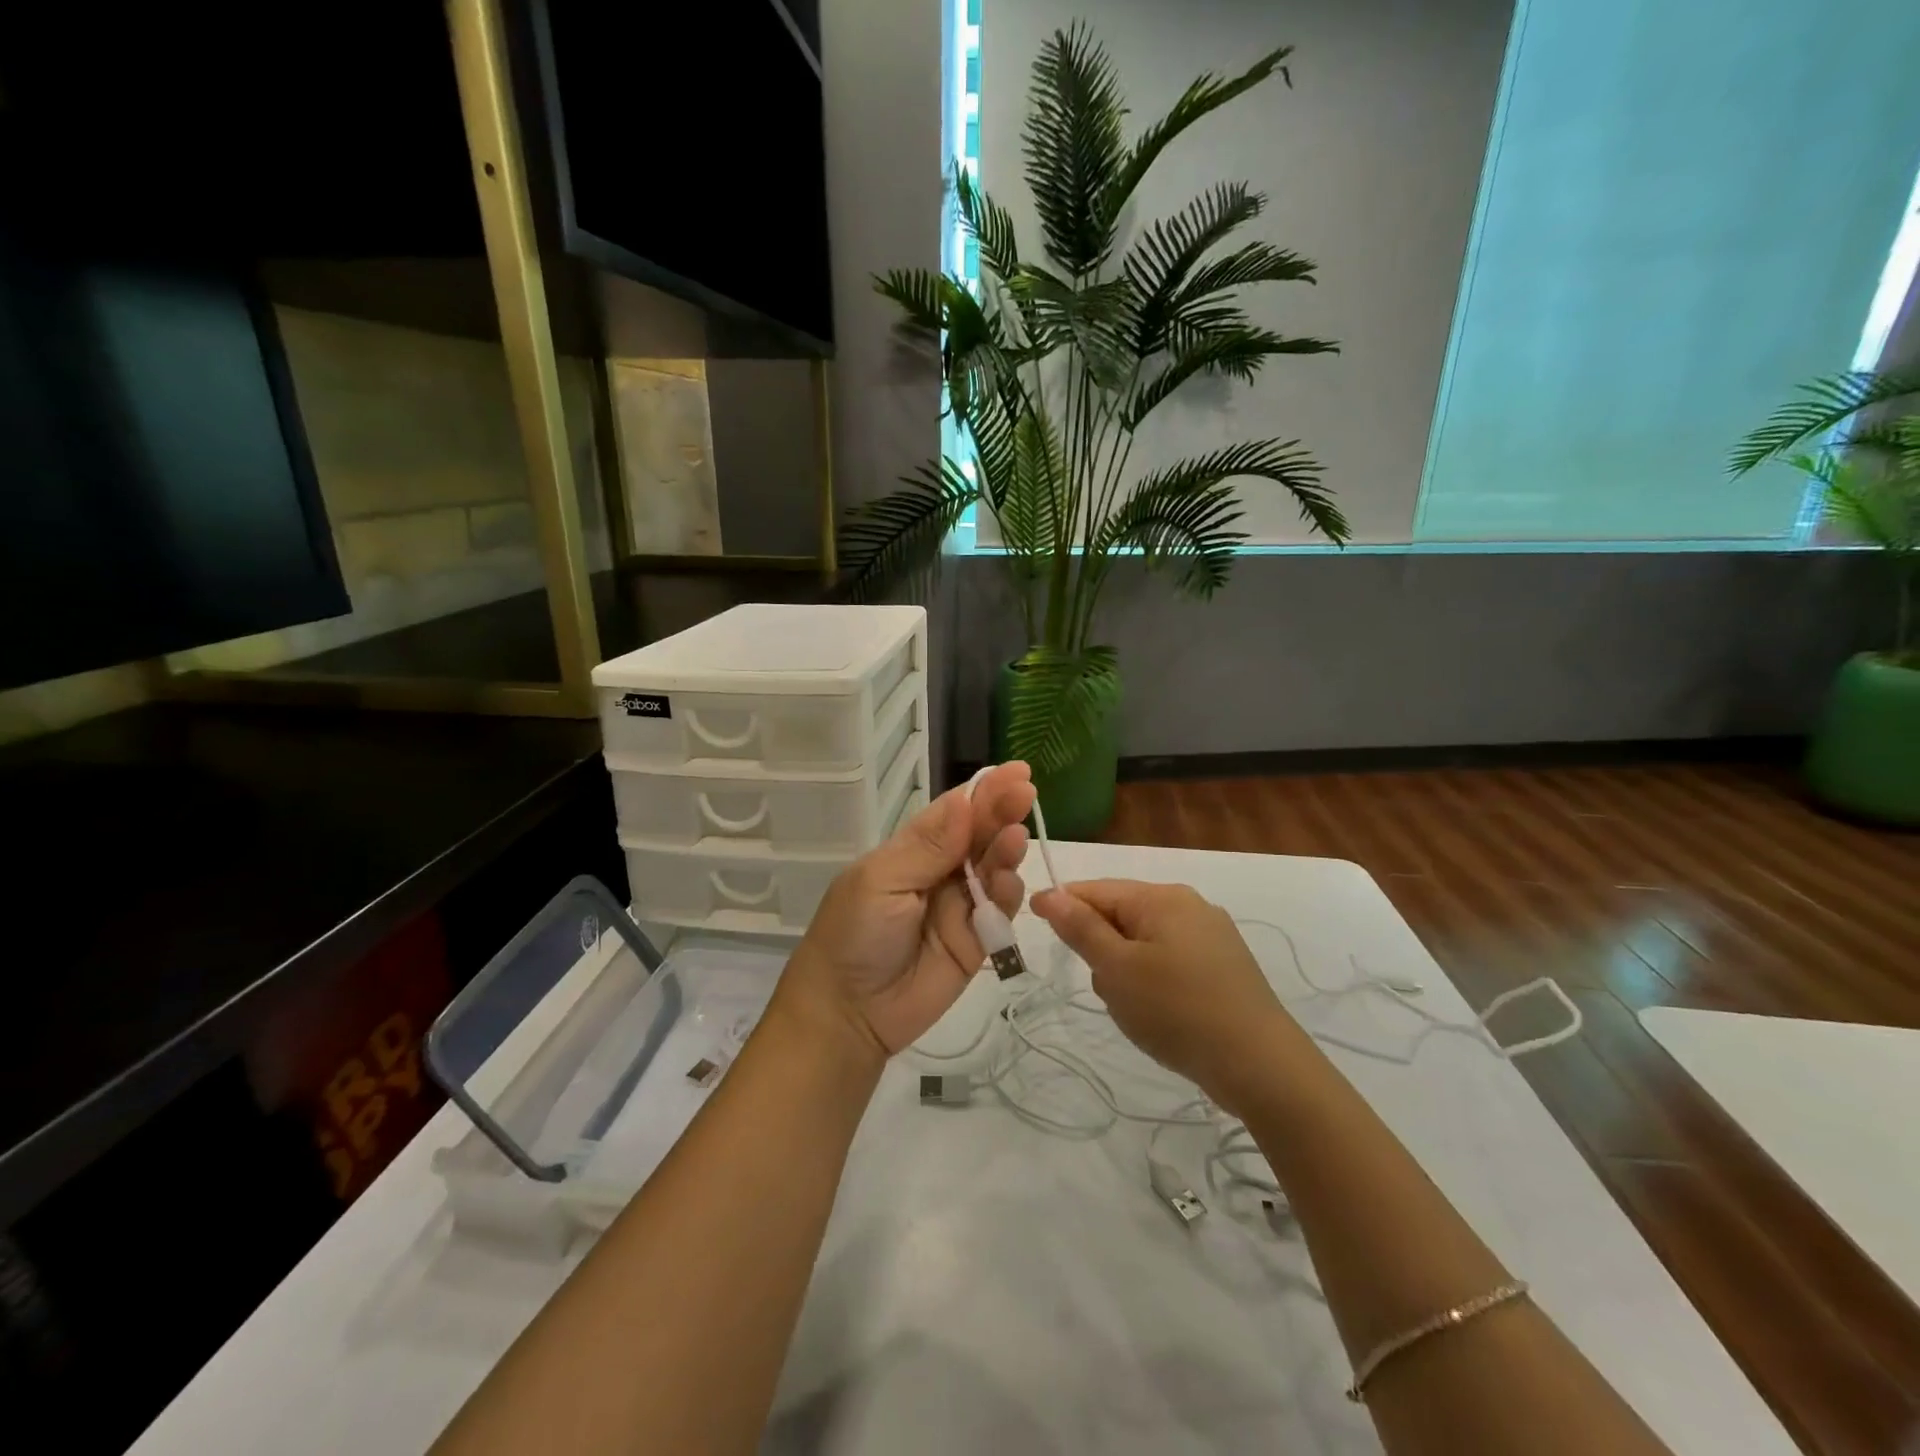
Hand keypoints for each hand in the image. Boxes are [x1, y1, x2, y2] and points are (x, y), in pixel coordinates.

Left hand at [778, 764, 1035, 1059]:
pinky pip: (1001, 911)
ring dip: (1007, 850)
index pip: (954, 812)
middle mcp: (940, 872)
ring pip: (995, 869)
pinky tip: (1010, 881)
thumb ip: (928, 845)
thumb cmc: (853, 935)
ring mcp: (960, 906)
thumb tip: (965, 800)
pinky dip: (1009, 894)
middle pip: (980, 835)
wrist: (848, 1014)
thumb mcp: (881, 881)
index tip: (1017, 771)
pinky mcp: (977, 941)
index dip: (983, 791)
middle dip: (1002, 812)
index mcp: (912, 850)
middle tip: (1026, 793)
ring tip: (1015, 837)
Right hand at [1031, 879, 1304, 1109]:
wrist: (1262, 1066)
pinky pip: (1171, 962)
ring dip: (1127, 971)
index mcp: (1162, 898)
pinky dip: (1155, 983)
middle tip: (1107, 990)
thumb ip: (1081, 928)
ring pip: (1144, 943)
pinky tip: (1164, 1016)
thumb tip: (1050, 893)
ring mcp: (1212, 936)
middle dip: (1102, 948)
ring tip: (1139, 1012)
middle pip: (1121, 915)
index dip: (1062, 905)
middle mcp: (1189, 906)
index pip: (1097, 889)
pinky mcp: (1225, 966)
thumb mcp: (1117, 970)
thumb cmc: (1178, 1010)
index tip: (1032, 922)